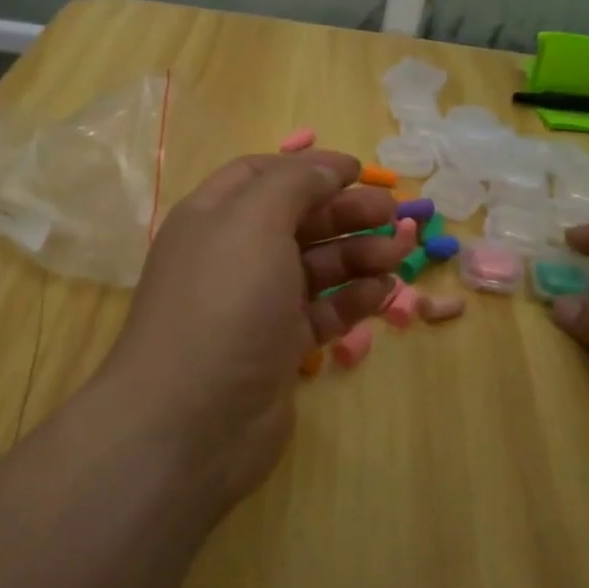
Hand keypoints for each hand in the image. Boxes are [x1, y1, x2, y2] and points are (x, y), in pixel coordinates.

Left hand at [97, 151, 400, 506]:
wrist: (191, 422)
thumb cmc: (223, 304)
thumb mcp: (254, 223)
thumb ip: (294, 184)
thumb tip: (329, 165)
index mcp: (214, 217)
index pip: (262, 175)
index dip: (310, 168)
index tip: (359, 172)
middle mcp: (232, 256)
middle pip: (296, 220)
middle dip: (345, 213)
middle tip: (395, 217)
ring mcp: (254, 305)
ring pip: (314, 266)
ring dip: (357, 255)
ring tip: (398, 256)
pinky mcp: (276, 348)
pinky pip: (320, 312)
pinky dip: (352, 299)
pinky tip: (383, 293)